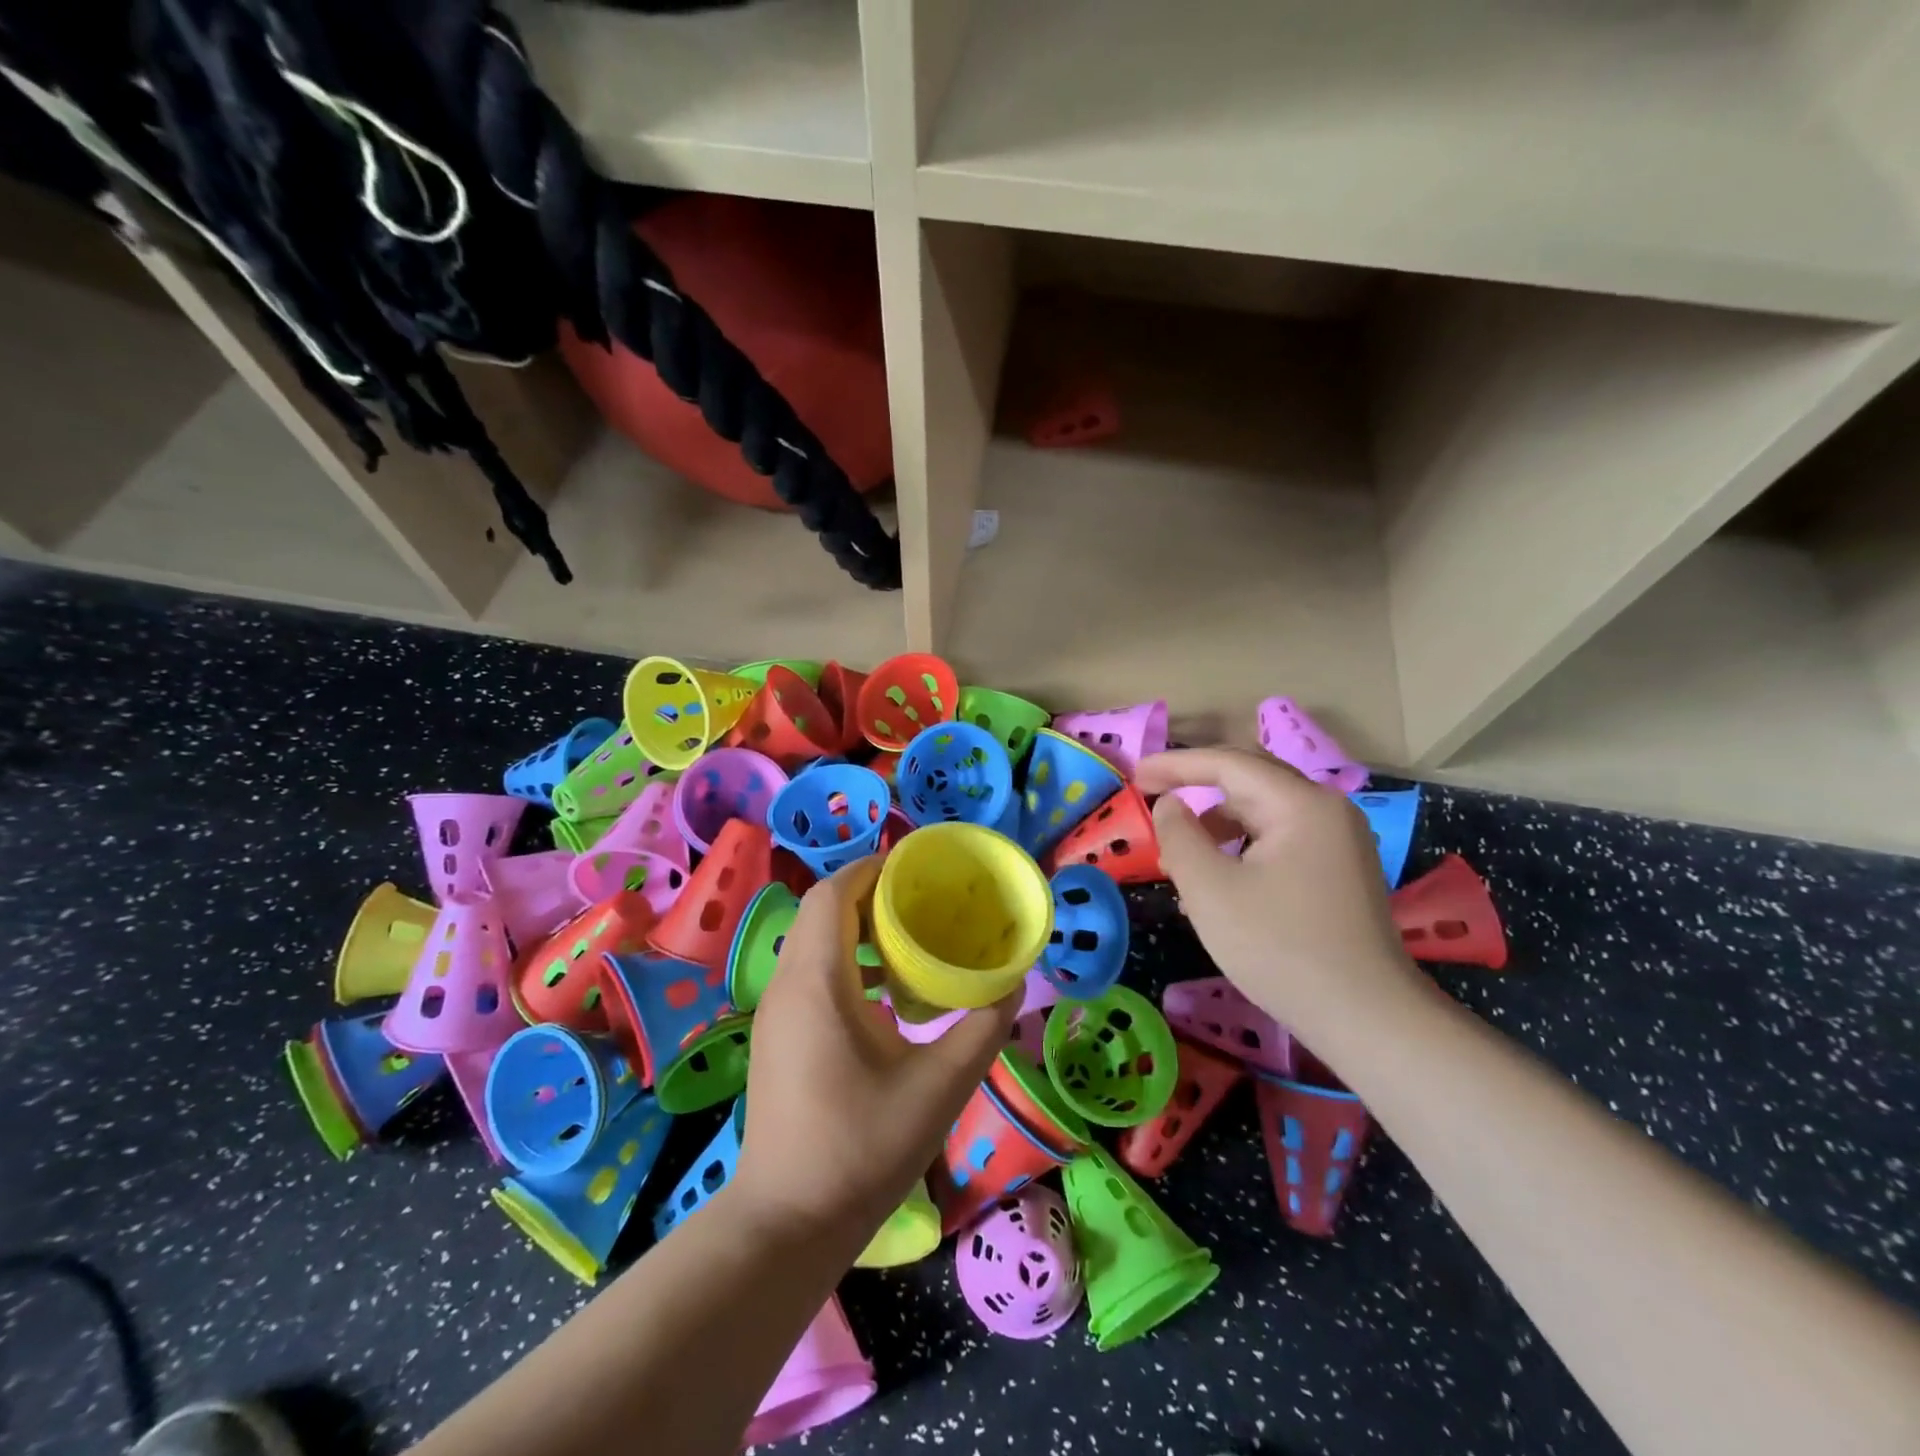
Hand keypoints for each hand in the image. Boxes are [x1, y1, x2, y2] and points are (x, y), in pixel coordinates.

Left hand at [731, 856, 1017, 1241]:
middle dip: (871, 894)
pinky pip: (811, 972)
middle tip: (924, 900)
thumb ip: (982, 1028)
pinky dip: (847, 961)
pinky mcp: (777, 1036)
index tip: (918, 868)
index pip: (833, 894)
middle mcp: (788, 985)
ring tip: (912, 939)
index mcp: (818, 982)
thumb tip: (1010, 984)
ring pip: (815, 941)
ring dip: (859, 928)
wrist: (788, 1224)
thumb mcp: (940, 1087)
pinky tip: (887, 994)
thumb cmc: (862, 1149)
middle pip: (823, 910)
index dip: (872, 869)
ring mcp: (776, 1012)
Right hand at [1136, 748, 1421, 1042]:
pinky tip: (1220, 878)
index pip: (1228, 763)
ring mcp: (1340, 840)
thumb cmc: (1279, 948)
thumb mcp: (1210, 890)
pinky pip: (1281, 838)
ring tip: (1181, 853)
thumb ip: (1179, 835)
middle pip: (1251, 779)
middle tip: (1153, 795)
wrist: (1367, 1019)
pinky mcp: (1341, 870)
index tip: (1135, 774)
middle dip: (1198, 784)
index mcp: (1301, 804)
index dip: (1176, 764)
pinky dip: (1243, 845)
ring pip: (1265, 811)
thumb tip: (1170, 804)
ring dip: (1218, 821)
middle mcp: (1327, 809)